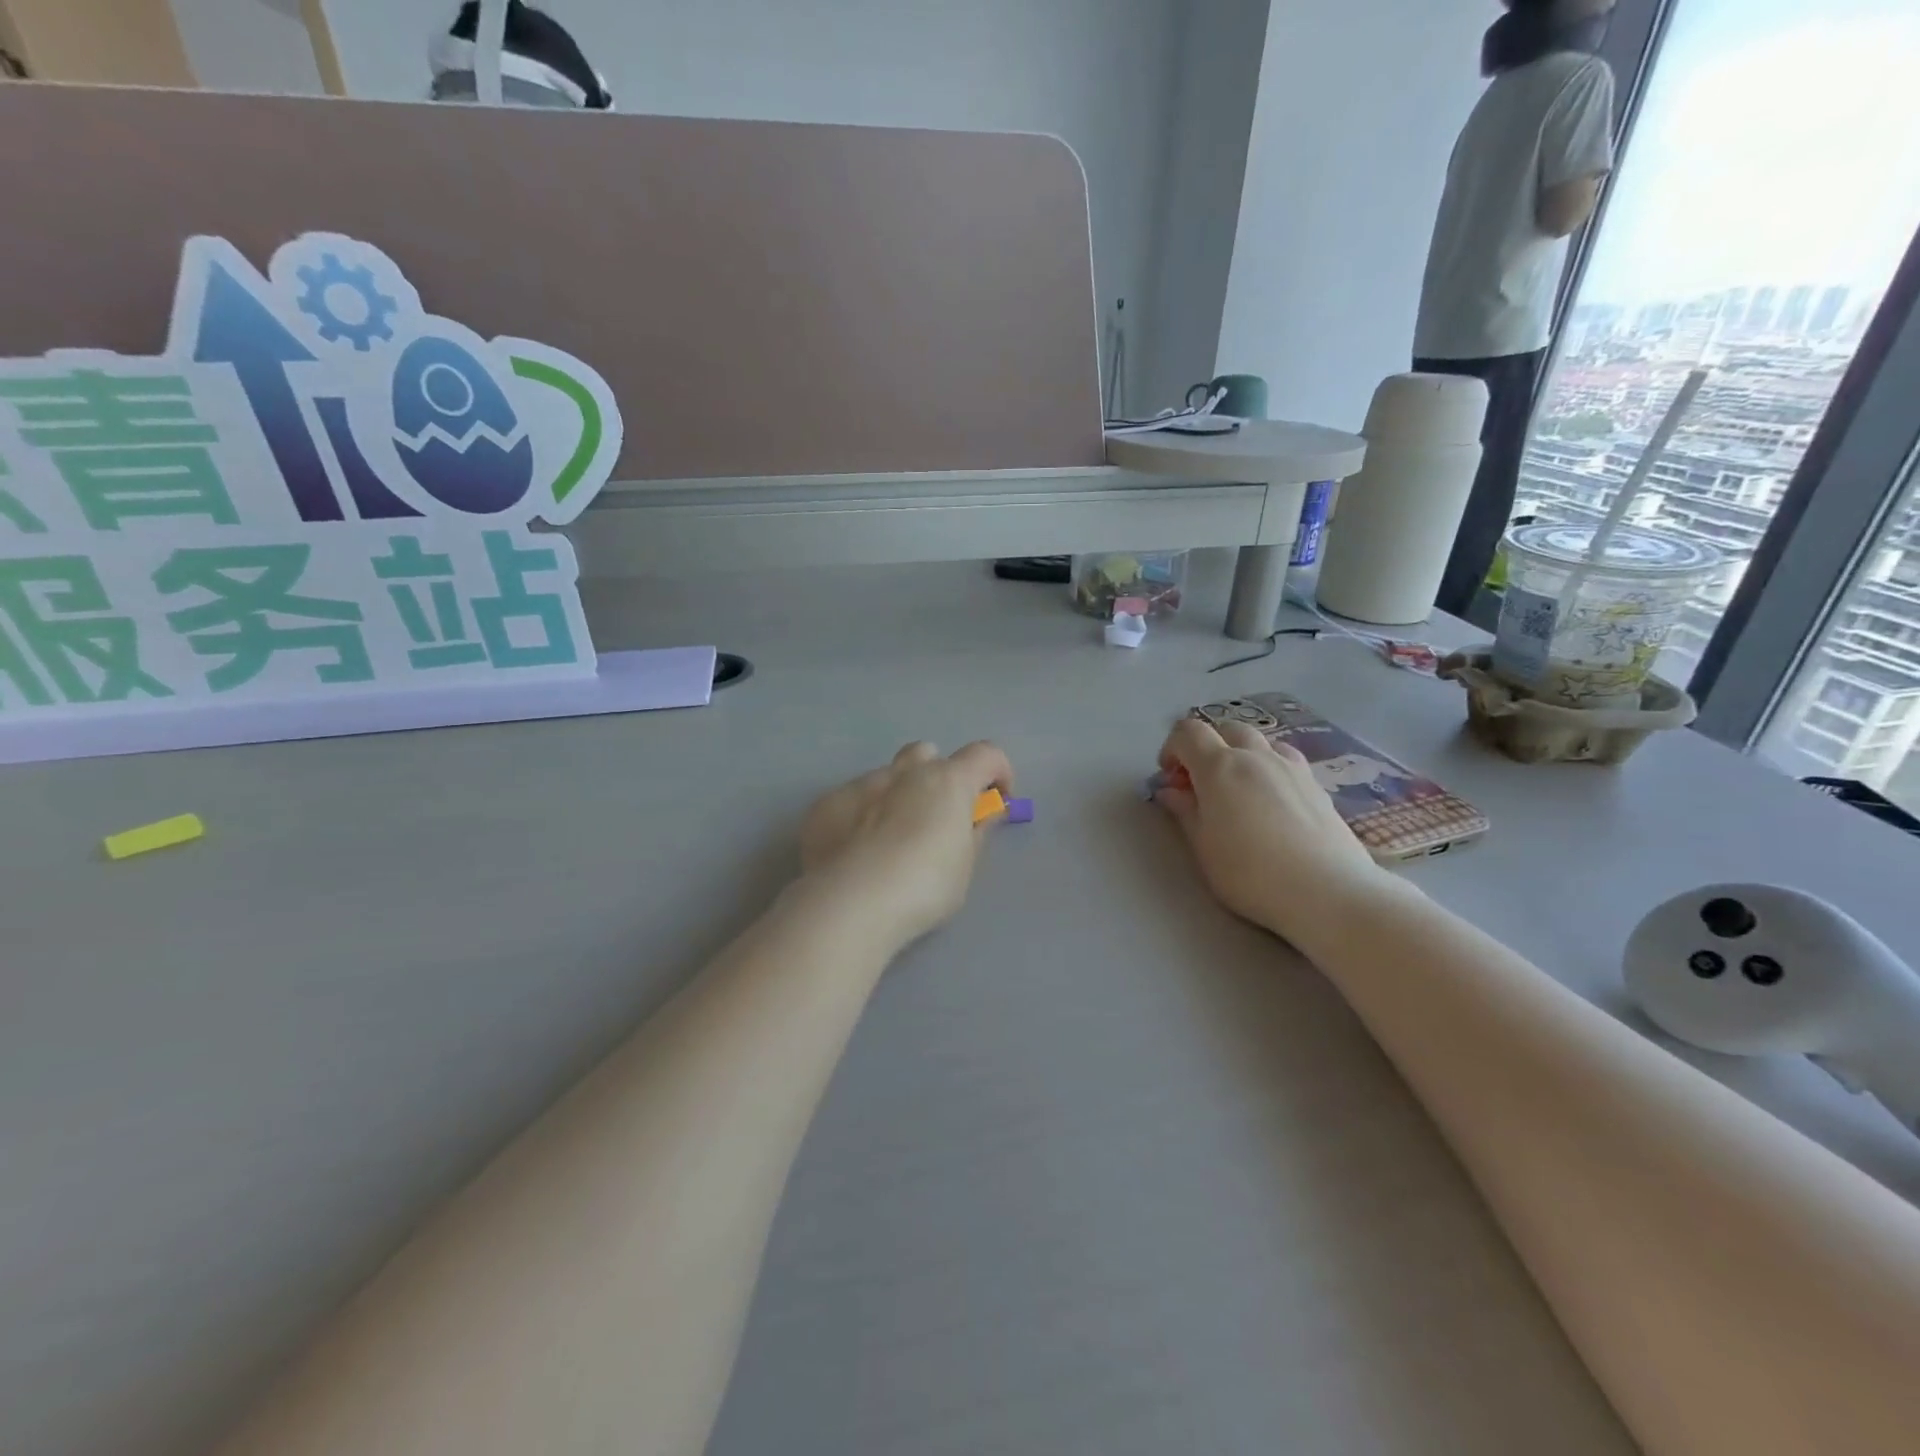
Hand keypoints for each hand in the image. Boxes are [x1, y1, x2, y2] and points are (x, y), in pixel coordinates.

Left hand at [800, 741, 1015, 949]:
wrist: (851, 903)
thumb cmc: (924, 887)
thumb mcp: (964, 868)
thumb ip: (973, 834)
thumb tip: (979, 816)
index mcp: (947, 781)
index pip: (986, 754)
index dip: (998, 773)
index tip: (996, 804)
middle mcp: (904, 772)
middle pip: (927, 755)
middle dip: (936, 776)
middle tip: (936, 817)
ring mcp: (860, 784)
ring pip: (885, 778)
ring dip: (895, 798)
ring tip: (888, 843)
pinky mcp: (825, 805)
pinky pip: (850, 801)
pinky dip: (859, 818)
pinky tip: (853, 855)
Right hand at [1153, 718, 1387, 942]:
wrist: (1327, 892)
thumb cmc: (1251, 873)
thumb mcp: (1203, 847)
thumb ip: (1185, 811)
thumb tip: (1170, 791)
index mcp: (1220, 767)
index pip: (1188, 732)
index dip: (1172, 749)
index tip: (1170, 780)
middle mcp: (1256, 756)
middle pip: (1225, 728)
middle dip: (1206, 747)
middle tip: (1200, 783)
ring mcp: (1291, 767)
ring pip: (1259, 740)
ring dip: (1240, 753)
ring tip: (1237, 788)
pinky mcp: (1316, 784)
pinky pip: (1284, 760)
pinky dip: (1268, 766)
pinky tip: (1270, 800)